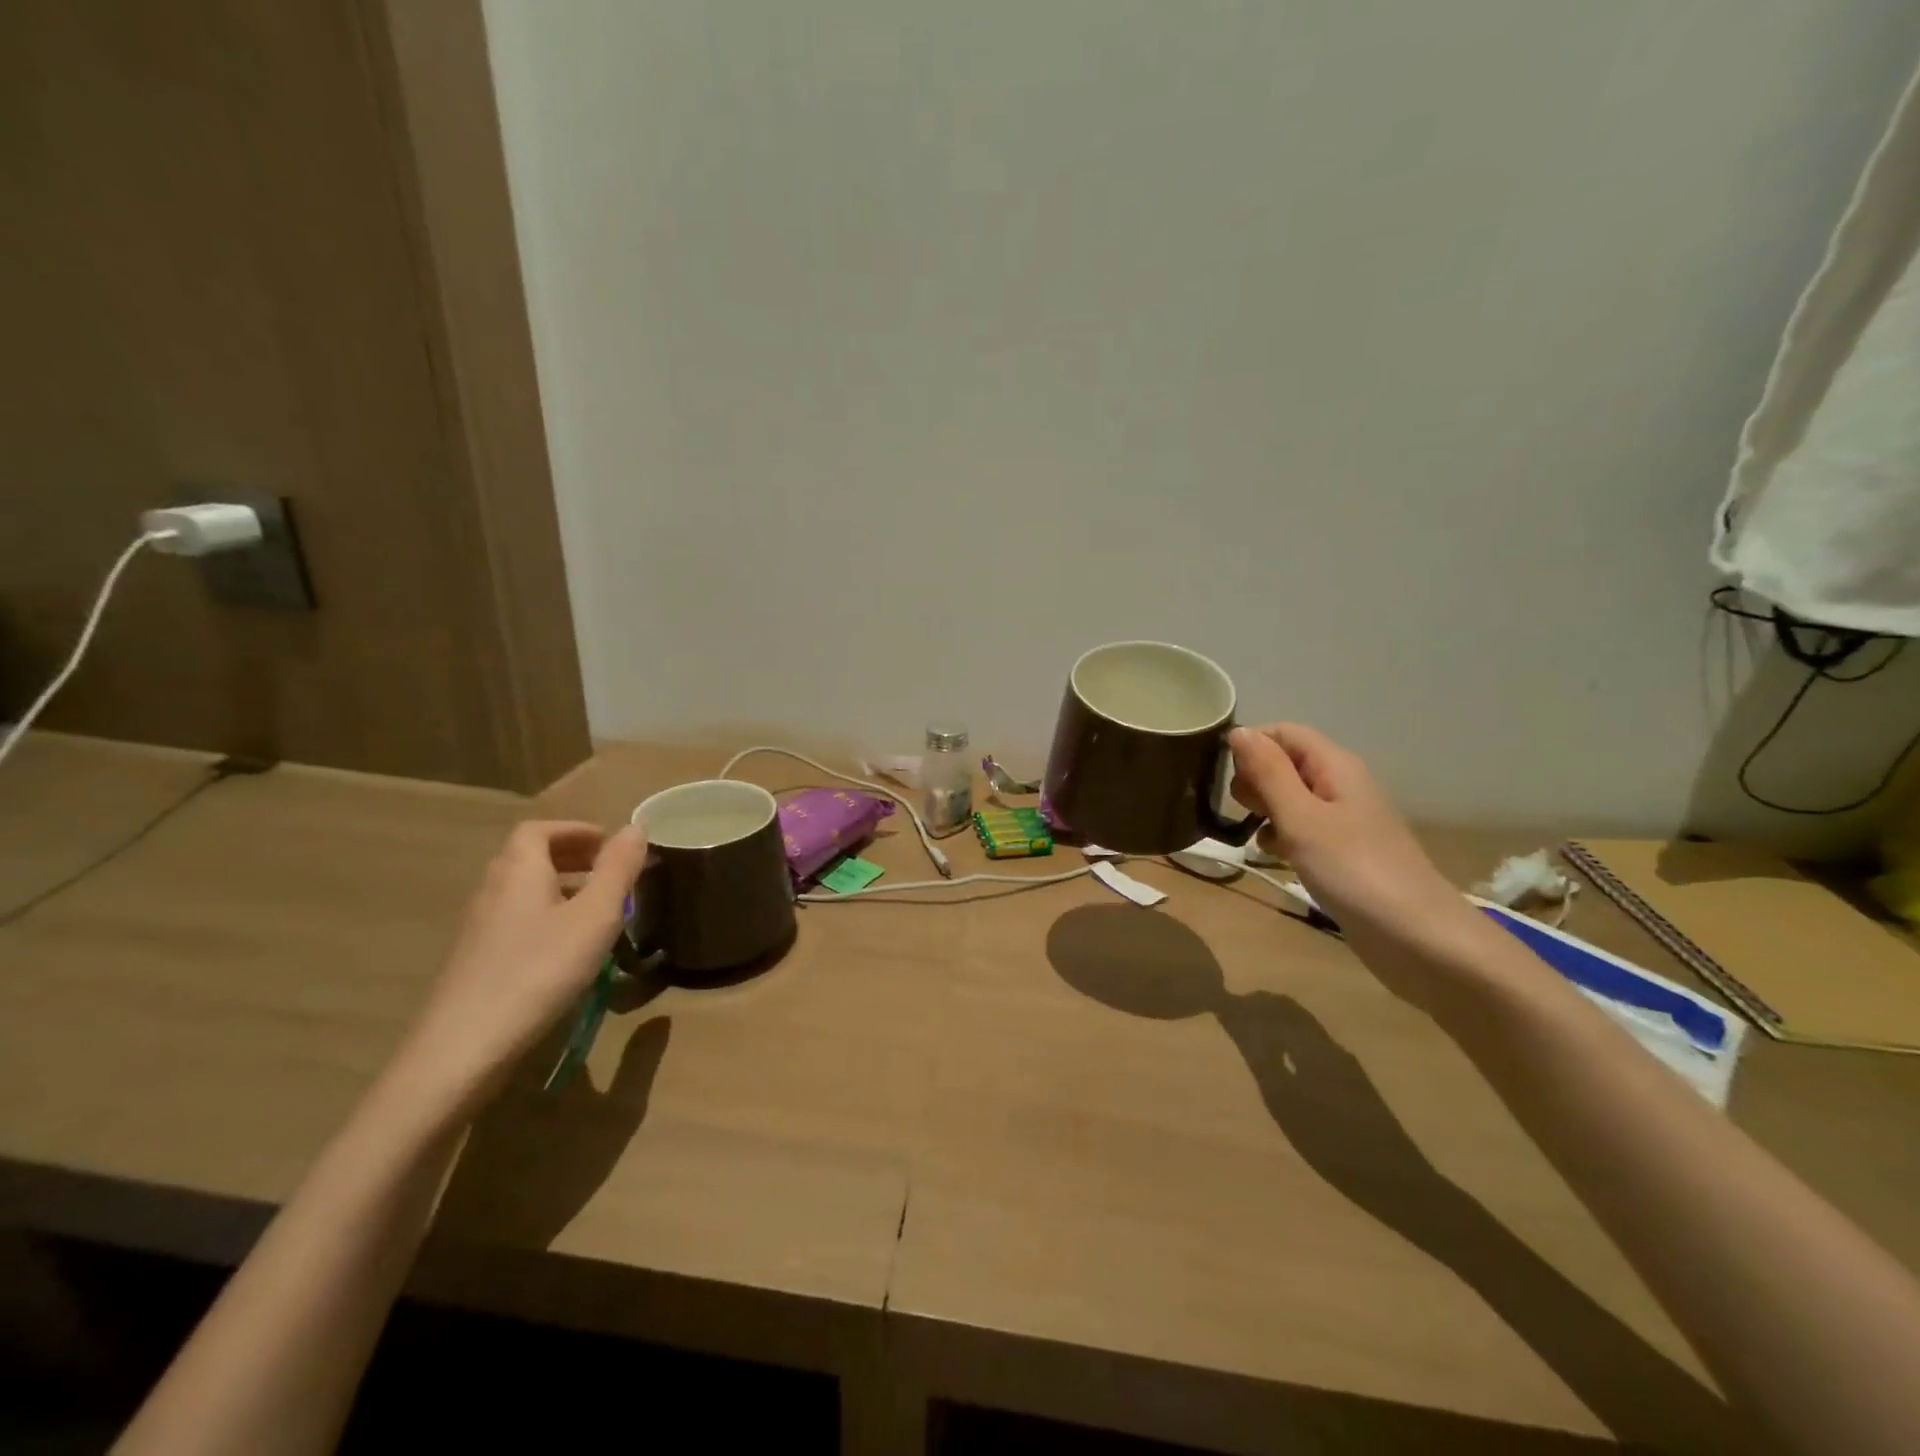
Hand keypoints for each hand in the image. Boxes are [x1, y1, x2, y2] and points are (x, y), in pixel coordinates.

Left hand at [386, 820, 647, 1120]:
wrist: (463, 1047)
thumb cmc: (539, 970)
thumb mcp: (595, 916)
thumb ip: (618, 869)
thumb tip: (635, 826)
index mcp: (519, 871)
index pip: (539, 830)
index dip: (574, 830)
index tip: (608, 842)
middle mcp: (493, 890)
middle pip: (528, 857)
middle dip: (570, 856)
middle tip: (609, 871)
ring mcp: (479, 928)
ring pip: (522, 891)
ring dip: (560, 887)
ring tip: (597, 909)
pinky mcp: (476, 961)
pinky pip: (516, 920)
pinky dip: (546, 916)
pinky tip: (568, 949)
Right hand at [1228, 724, 1473, 975]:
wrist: (1417, 938)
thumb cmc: (1353, 869)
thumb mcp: (1301, 817)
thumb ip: (1268, 772)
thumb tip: (1238, 730)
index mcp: (1335, 766)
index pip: (1284, 732)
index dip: (1251, 744)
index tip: (1224, 774)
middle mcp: (1340, 785)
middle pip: (1286, 762)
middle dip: (1256, 779)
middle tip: (1244, 809)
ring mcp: (1343, 820)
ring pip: (1290, 798)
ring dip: (1265, 810)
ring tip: (1254, 835)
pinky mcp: (1342, 852)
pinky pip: (1302, 829)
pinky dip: (1282, 837)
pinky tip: (1273, 857)